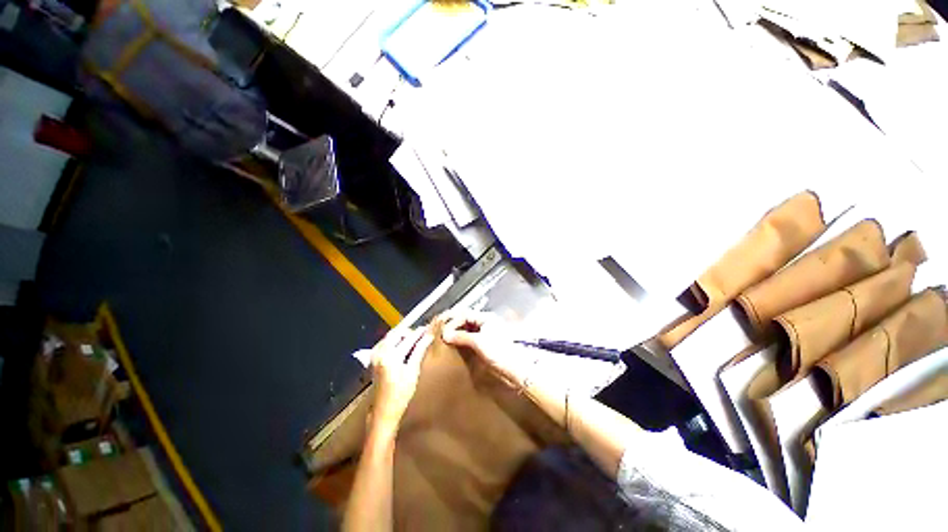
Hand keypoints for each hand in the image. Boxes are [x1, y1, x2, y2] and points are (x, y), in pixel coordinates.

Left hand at [370, 328, 433, 429]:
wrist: (382, 412)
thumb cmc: (400, 395)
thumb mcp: (413, 372)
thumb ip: (419, 351)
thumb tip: (429, 336)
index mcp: (390, 356)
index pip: (408, 338)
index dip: (420, 331)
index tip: (430, 326)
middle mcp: (380, 352)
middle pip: (397, 332)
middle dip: (410, 329)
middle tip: (423, 330)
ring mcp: (375, 354)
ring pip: (391, 336)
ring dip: (404, 333)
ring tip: (417, 336)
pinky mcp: (374, 357)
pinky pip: (387, 341)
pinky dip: (397, 339)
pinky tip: (406, 342)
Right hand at [441, 311, 529, 386]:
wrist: (513, 369)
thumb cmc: (499, 353)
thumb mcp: (478, 342)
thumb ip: (461, 337)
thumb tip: (445, 334)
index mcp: (487, 317)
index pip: (465, 314)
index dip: (453, 322)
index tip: (443, 332)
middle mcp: (487, 322)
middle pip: (466, 319)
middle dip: (453, 324)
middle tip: (441, 331)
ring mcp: (487, 332)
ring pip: (467, 327)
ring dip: (457, 331)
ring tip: (446, 338)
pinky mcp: (486, 342)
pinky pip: (470, 336)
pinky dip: (462, 338)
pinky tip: (456, 343)